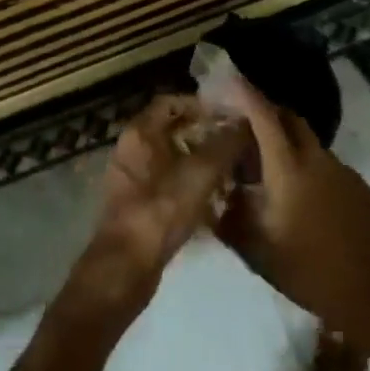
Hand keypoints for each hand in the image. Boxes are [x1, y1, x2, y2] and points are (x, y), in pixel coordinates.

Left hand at [61, 96, 246, 324]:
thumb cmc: (160, 212)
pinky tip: (217, 200)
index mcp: (139, 134)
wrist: (125, 268)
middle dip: (206, 134)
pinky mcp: (139, 206)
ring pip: (173, 160)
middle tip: (238, 143)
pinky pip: (169, 185)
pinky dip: (191, 186)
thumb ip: (224, 144)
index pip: (170, 102)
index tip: (230, 115)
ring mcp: (133, 180)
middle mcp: (132, 151)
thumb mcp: (199, 174)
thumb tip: (244, 122)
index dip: (200, 104)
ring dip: (201, 162)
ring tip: (234, 170)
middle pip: (173, 130)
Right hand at [218, 78, 369, 356]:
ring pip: (306, 141)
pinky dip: (301, 163)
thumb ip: (230, 219)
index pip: (264, 116)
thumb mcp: (257, 252)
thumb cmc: (311, 273)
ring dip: (282, 142)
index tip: (225, 81)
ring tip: (259, 168)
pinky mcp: (357, 186)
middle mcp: (317, 160)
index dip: (244, 94)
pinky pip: (322, 162)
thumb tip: (215, 199)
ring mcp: (342, 171)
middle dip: (263, 112)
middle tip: (237, 126)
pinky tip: (292, 194)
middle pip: (289, 118)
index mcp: (289, 170)